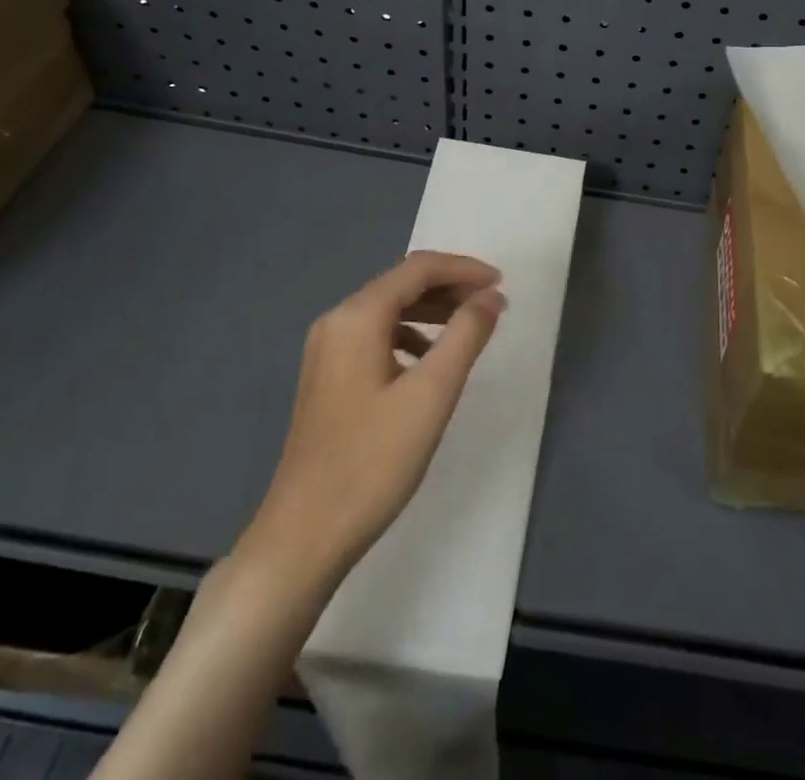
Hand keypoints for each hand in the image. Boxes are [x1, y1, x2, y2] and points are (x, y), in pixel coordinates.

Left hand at [233, 251, 505, 595]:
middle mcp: (336, 321)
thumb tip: (491, 296)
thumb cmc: (372, 462)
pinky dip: (410, 335)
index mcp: (357, 317)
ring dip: (432, 310)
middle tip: (491, 305)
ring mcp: (326, 350)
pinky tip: (429, 362)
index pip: (418, 268)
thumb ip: (466, 335)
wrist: (303, 537)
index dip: (463, 269)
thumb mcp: (432, 394)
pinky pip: (375, 335)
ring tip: (469, 328)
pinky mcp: (327, 376)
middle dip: (449, 287)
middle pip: (401, 284)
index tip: (501, 284)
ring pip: (388, 310)